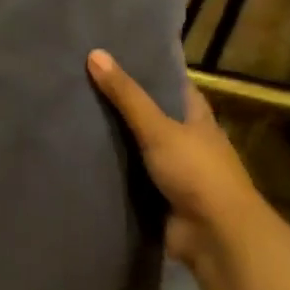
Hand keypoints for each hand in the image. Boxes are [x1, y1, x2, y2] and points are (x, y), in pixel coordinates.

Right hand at [87, 49, 256, 262]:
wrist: (216, 237)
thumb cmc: (196, 172)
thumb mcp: (159, 128)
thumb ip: (126, 95)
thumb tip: (94, 53)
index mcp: (197, 117)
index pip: (171, 83)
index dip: (148, 67)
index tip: (115, 52)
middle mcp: (187, 140)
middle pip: (151, 113)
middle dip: (122, 102)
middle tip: (82, 80)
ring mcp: (174, 170)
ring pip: (138, 146)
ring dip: (114, 137)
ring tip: (73, 111)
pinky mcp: (159, 196)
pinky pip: (130, 176)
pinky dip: (111, 168)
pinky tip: (81, 154)